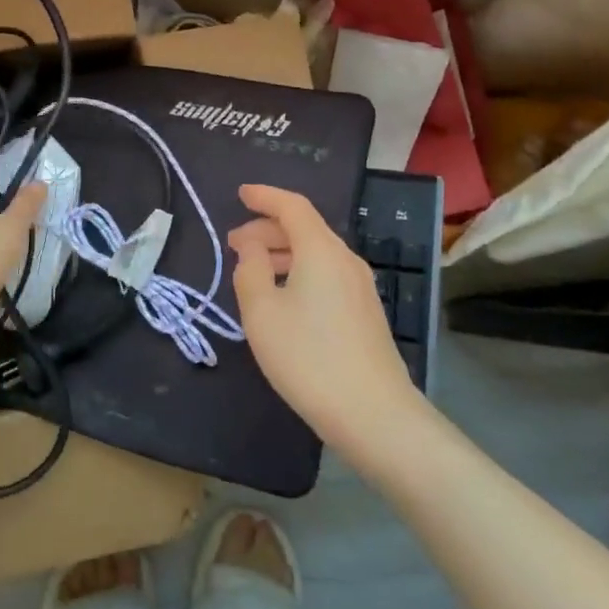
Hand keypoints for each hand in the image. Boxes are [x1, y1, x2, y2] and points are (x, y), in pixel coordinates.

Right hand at [228, 184, 420, 457]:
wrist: (374, 414)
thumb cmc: (308, 357)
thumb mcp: (262, 312)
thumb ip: (250, 269)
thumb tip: (252, 246)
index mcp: (321, 250)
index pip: (292, 206)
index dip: (264, 196)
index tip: (240, 194)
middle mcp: (345, 259)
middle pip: (305, 228)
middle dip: (267, 228)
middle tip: (234, 244)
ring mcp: (360, 286)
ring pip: (316, 253)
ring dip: (282, 252)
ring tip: (253, 271)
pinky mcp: (365, 312)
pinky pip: (327, 274)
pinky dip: (300, 271)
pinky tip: (283, 297)